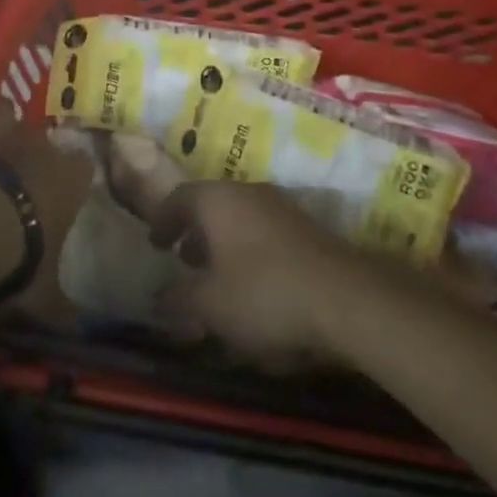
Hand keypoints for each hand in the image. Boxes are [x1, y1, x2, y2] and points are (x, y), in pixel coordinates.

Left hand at [0, 79, 92, 320]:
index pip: (82, 167)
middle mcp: (41, 144)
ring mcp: (1, 130)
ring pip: (6, 110)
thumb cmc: (20, 259)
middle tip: (21, 170)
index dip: (72, 176)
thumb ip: (64, 310)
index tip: (64, 191)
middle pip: (42, 136)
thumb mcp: (46, 297)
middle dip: (33, 149)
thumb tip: (81, 337)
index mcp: (70, 178)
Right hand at [147, 181, 366, 364]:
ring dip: (224, 241)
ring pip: (240, 217)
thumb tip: (157, 297)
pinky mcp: (305, 227)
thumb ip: (178, 299)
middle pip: (212, 204)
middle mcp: (247, 191)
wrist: (342, 295)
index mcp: (217, 199)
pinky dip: (249, 249)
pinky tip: (253, 283)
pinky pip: (264, 231)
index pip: (179, 197)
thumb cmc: (263, 292)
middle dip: (195, 231)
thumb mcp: (210, 305)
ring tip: (217, 275)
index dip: (163, 219)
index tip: (154, 242)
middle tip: (183, 259)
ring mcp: (280, 206)